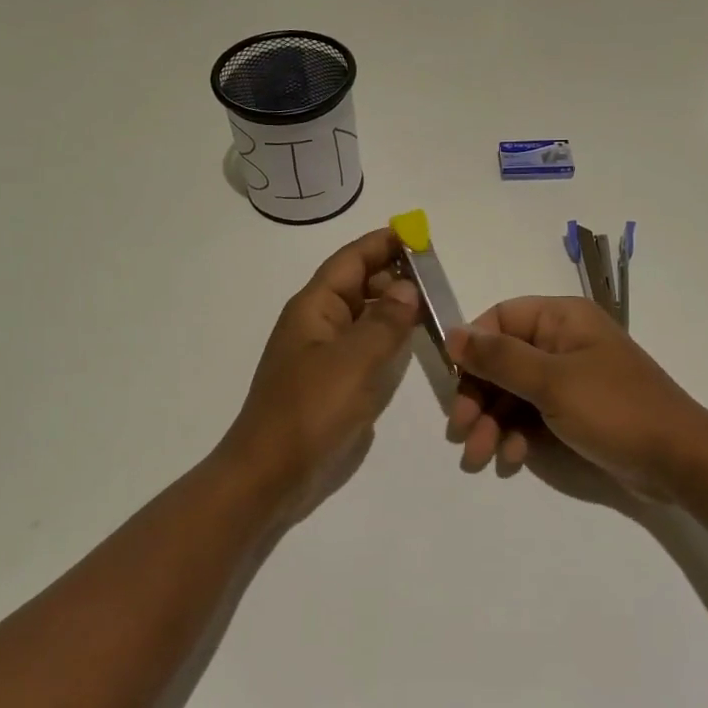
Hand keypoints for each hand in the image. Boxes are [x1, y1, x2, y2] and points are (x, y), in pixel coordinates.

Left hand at [218, 228, 420, 512]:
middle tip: (437, 275)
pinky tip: (413, 343)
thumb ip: (385, 322)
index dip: (382, 243)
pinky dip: (389, 338)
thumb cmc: (309, 410)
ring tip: (433, 304)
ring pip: (364, 316)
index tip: (418, 233)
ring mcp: (325, 355)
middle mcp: (318, 323)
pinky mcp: (334, 383)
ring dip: (394, 306)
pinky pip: (366, 347)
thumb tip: (408, 289)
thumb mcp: (353, 361)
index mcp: (314, 307)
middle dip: (393, 274)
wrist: (271, 474)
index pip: (351, 260)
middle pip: (359, 285)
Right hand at [447, 297, 707, 497]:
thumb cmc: (614, 409)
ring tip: (480, 457)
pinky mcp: (574, 411)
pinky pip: (532, 415)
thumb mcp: (552, 382)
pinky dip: (517, 435)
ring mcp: (569, 378)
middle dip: (479, 398)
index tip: (455, 384)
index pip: (499, 319)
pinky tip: (512, 460)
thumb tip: (452, 333)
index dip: (473, 350)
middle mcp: (562, 341)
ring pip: (513, 392)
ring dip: (492, 423)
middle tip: (461, 431)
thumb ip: (499, 358)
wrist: (678, 461)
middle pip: (502, 360)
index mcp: (561, 318)